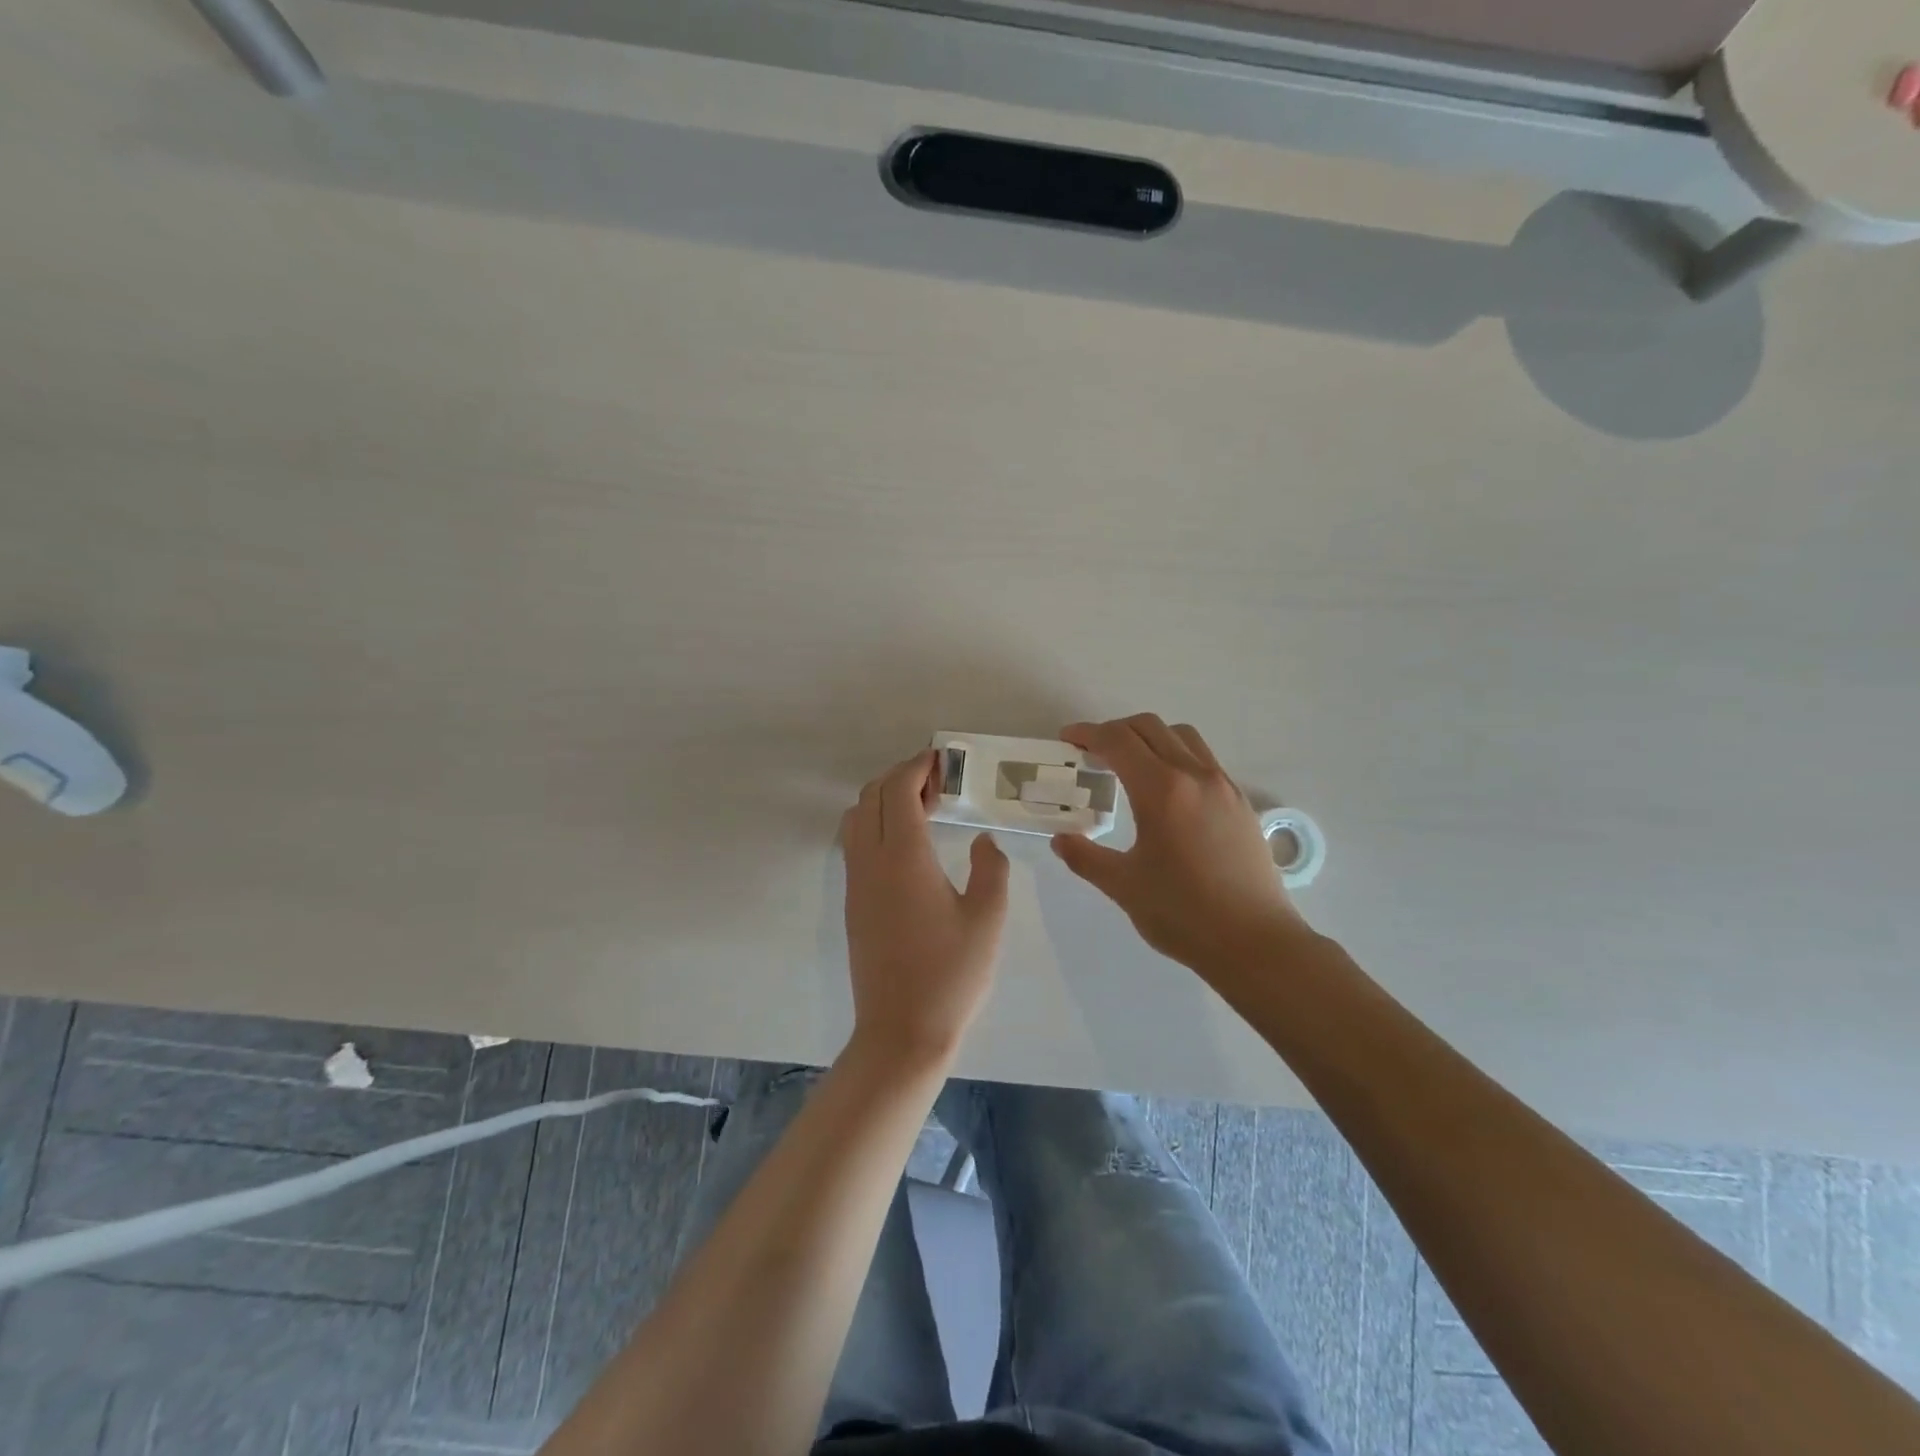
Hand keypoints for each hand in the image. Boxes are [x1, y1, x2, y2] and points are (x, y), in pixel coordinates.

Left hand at [842, 750, 1010, 1065]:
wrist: (902, 1031)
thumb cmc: (951, 975)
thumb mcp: (988, 918)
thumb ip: (991, 868)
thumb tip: (982, 840)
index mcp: (904, 858)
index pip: (899, 791)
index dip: (917, 767)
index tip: (941, 759)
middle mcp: (871, 861)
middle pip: (873, 796)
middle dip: (902, 777)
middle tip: (939, 782)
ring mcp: (856, 882)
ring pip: (857, 818)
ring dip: (884, 799)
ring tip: (922, 808)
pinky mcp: (853, 902)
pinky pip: (855, 842)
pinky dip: (875, 822)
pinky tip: (907, 843)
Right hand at [1052, 715, 1307, 974]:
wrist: (1255, 942)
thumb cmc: (1183, 914)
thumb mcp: (1123, 886)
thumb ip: (1085, 858)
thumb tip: (1061, 840)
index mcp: (1162, 790)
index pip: (1118, 741)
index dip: (1088, 734)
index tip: (1068, 739)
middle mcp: (1195, 775)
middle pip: (1150, 727)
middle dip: (1115, 730)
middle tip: (1092, 752)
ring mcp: (1223, 786)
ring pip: (1182, 737)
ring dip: (1149, 738)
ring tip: (1130, 764)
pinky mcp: (1240, 803)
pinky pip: (1203, 759)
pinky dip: (1176, 756)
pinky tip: (1166, 791)